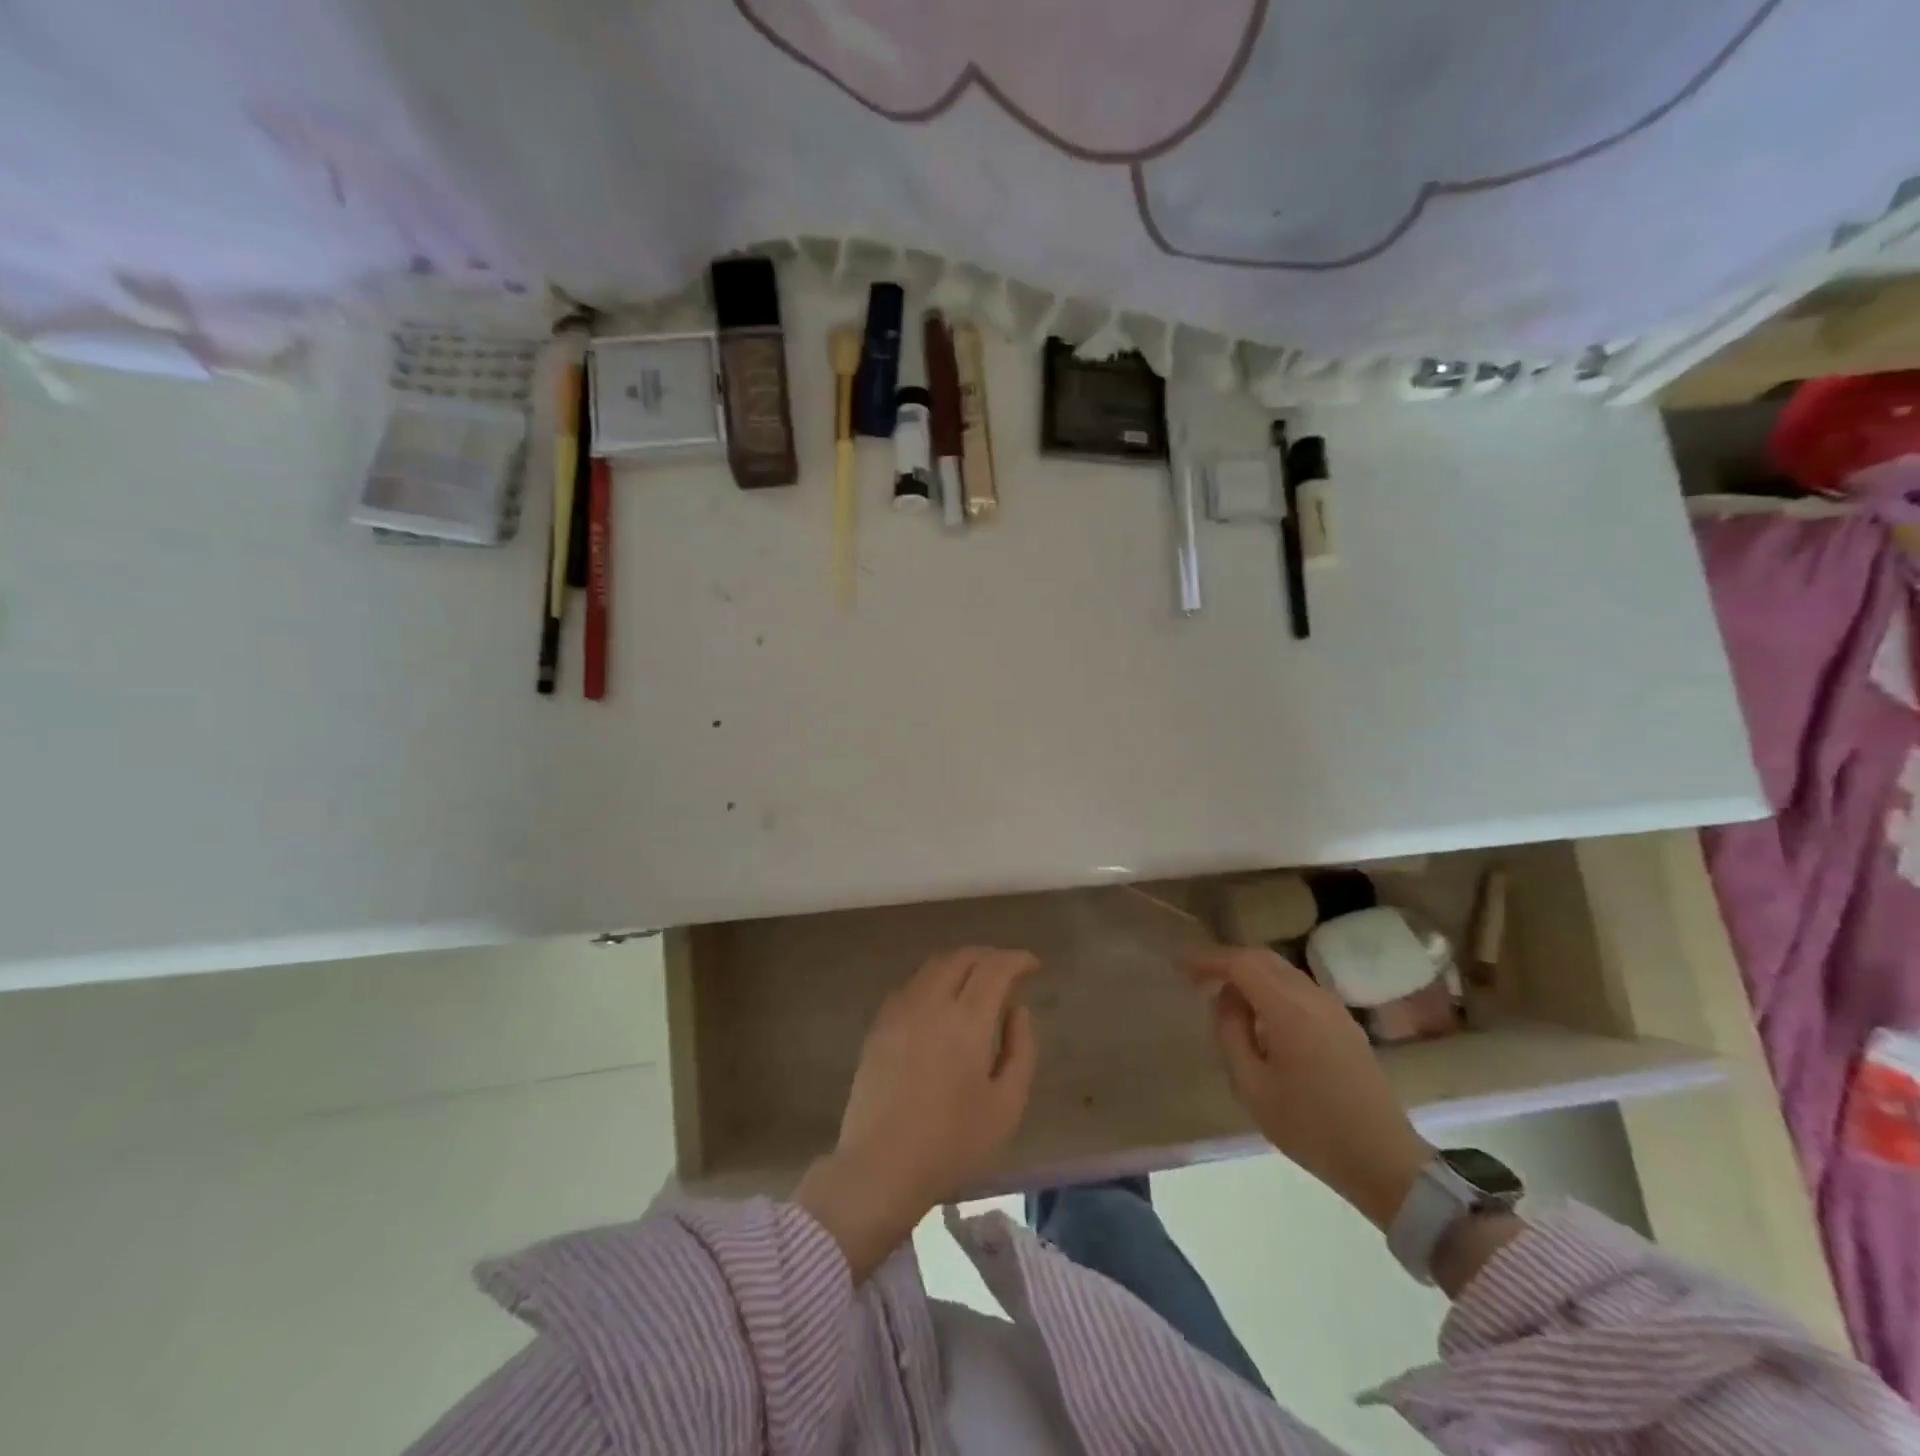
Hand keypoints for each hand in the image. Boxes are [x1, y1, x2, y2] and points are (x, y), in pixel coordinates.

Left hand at [796, 947, 1038, 1280]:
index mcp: (967, 1020)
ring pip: (933, 966)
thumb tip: (1018, 1009)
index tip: (1033, 965)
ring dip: (960, 964)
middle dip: (989, 956)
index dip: (1017, 960)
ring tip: (976, 982)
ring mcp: (899, 1011)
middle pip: (962, 958)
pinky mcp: (878, 1026)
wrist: (881, 1167)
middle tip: (1007, 971)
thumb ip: (1021, 1049)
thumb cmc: (952, 1143)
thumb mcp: (1007, 1105)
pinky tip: (940, 1002)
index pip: (995, 968)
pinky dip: (934, 980)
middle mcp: (931, 1003)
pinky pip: (911, 986)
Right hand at [1187, 946, 1431, 1230]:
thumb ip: (1231, 1034)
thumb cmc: (1310, 1127)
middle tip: (1201, 979)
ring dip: (1253, 976)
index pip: (1241, 964)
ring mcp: (1334, 1009)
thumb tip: (1225, 1000)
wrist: (1384, 1161)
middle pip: (1264, 959)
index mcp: (1288, 1008)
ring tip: (1228, 1000)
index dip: (1209, 960)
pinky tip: (1263, 1018)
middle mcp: (1312, 997)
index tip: (1183, 967)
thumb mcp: (1253, 1087)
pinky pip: (1300, 990)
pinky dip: (1274, 990)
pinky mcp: (1345, 1025)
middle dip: (1230, 962)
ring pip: (1284, 972)